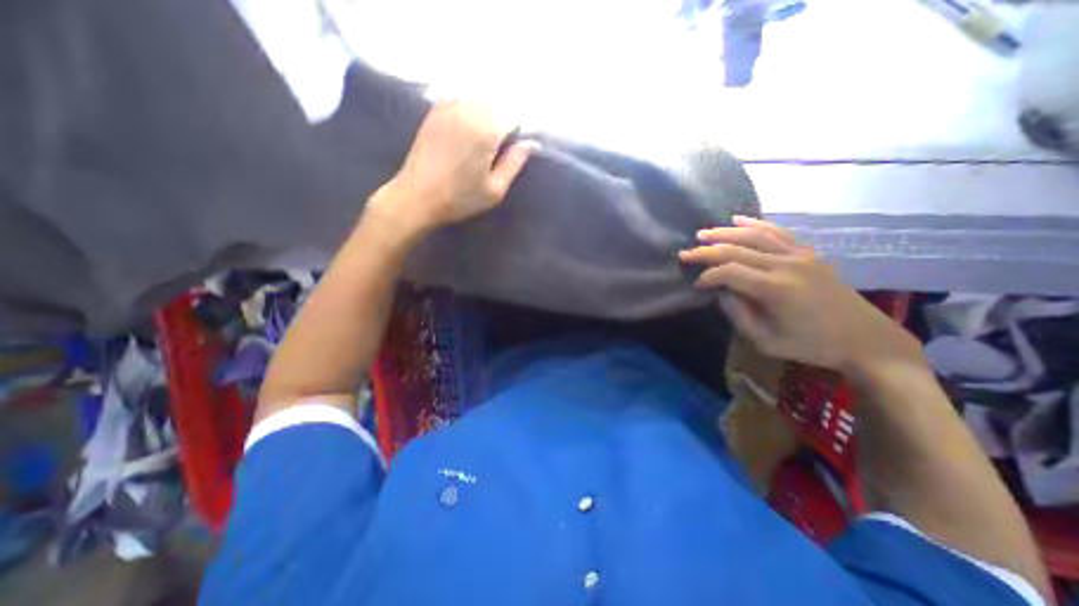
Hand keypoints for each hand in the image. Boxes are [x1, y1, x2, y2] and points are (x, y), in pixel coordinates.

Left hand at [370, 98, 538, 235]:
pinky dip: (469, 108)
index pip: (513, 115)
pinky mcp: (435, 111)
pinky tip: (467, 128)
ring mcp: (449, 107)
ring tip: (484, 139)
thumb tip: (530, 143)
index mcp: (486, 131)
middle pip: (497, 102)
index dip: (518, 130)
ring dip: (487, 113)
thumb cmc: (460, 198)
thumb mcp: (495, 190)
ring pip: (478, 98)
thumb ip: (514, 163)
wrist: (417, 196)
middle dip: (503, 119)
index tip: (514, 147)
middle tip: (500, 145)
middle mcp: (468, 111)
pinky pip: (460, 99)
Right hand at [681, 218, 916, 373]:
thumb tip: (721, 293)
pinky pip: (777, 233)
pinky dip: (756, 223)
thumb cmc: (811, 346)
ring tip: (703, 234)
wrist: (866, 339)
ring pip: (755, 235)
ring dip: (725, 232)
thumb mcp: (766, 341)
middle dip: (706, 251)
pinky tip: (738, 219)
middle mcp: (786, 265)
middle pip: (737, 250)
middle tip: (684, 254)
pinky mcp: (808, 254)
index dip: (708, 277)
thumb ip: (738, 315)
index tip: (697, 286)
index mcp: (775, 289)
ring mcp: (799, 256)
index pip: (729, 272)